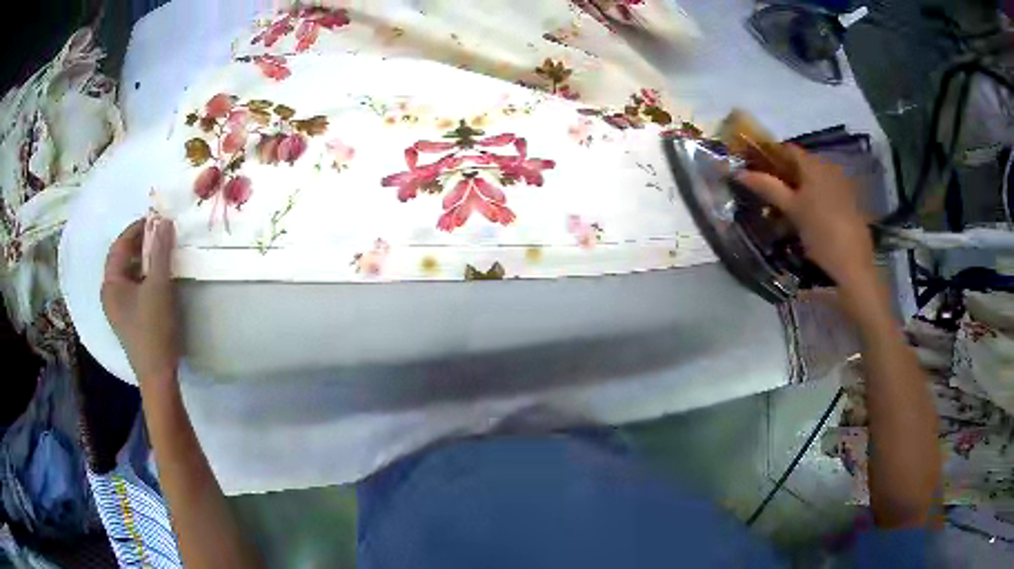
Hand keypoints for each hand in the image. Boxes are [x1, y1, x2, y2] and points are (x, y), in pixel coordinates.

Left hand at [101, 217, 179, 389]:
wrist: (157, 375)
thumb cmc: (154, 329)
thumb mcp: (159, 286)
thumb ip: (161, 252)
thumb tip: (164, 221)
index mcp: (110, 284)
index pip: (119, 245)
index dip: (137, 228)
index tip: (156, 219)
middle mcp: (109, 293)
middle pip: (122, 259)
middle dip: (140, 243)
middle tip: (160, 235)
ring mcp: (117, 308)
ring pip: (127, 274)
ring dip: (142, 260)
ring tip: (161, 253)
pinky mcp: (127, 319)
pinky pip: (132, 287)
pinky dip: (143, 276)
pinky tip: (157, 278)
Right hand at [734, 145, 875, 290]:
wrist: (853, 264)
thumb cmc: (821, 233)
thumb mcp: (792, 210)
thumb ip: (767, 187)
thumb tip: (740, 172)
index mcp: (813, 164)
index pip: (787, 149)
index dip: (770, 156)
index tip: (756, 171)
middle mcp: (828, 167)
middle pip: (800, 164)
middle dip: (784, 175)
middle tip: (768, 194)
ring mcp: (841, 183)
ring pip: (813, 179)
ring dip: (798, 188)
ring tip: (786, 210)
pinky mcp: (848, 201)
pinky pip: (825, 191)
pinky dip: (813, 198)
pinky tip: (807, 218)